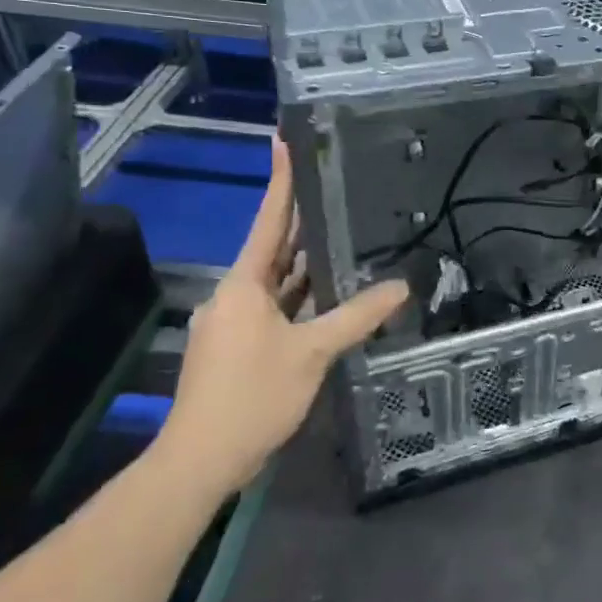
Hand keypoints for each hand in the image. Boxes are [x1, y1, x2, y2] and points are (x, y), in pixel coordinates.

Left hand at [155, 137, 407, 498]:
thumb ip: (357, 315)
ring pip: (277, 282)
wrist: (199, 461)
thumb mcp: (312, 352)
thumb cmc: (252, 395)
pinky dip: (302, 298)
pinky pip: (277, 309)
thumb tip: (401, 287)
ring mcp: (235, 322)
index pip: (268, 219)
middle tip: (333, 186)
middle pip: (274, 248)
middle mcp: (235, 295)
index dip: (281, 179)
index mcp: (244, 284)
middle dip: (301, 219)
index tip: (285, 140)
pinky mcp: (239, 347)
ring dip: (306, 264)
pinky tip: (331, 296)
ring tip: (342, 234)